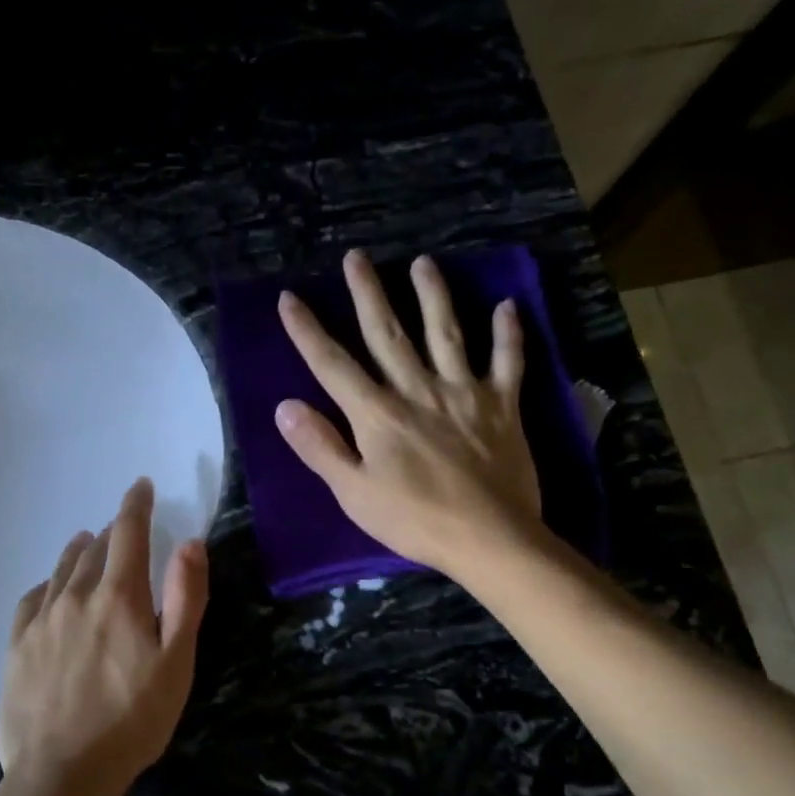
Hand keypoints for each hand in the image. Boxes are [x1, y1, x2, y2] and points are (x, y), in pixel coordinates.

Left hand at [0, 478, 209, 795]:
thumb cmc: (133, 720)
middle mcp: (76, 597)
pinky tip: (49, 589)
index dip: (135, 506)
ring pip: (61, 572)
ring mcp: (41, 621)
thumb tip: (190, 542)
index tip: (140, 486)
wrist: (62, 772)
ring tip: (85, 543)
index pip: (128, 534)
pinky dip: (46, 585)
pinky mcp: (17, 647)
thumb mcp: (176, 662)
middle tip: (121, 529)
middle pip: (94, 551)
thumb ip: (185, 598)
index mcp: (118, 597)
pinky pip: (31, 600)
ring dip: (78, 553)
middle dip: (111, 534)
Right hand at [275, 249, 545, 581]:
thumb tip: (285, 407)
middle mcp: (417, 390)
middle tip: (357, 257)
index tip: (289, 298)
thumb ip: (321, 447)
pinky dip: (508, 334)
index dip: (307, 331)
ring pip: (446, 333)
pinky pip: (508, 362)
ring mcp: (464, 393)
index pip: (333, 364)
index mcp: (377, 414)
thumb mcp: (354, 493)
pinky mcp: (503, 406)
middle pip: (387, 334)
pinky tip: (508, 306)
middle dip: (368, 294)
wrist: (490, 538)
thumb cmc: (414, 520)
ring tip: (423, 263)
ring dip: (433, 295)